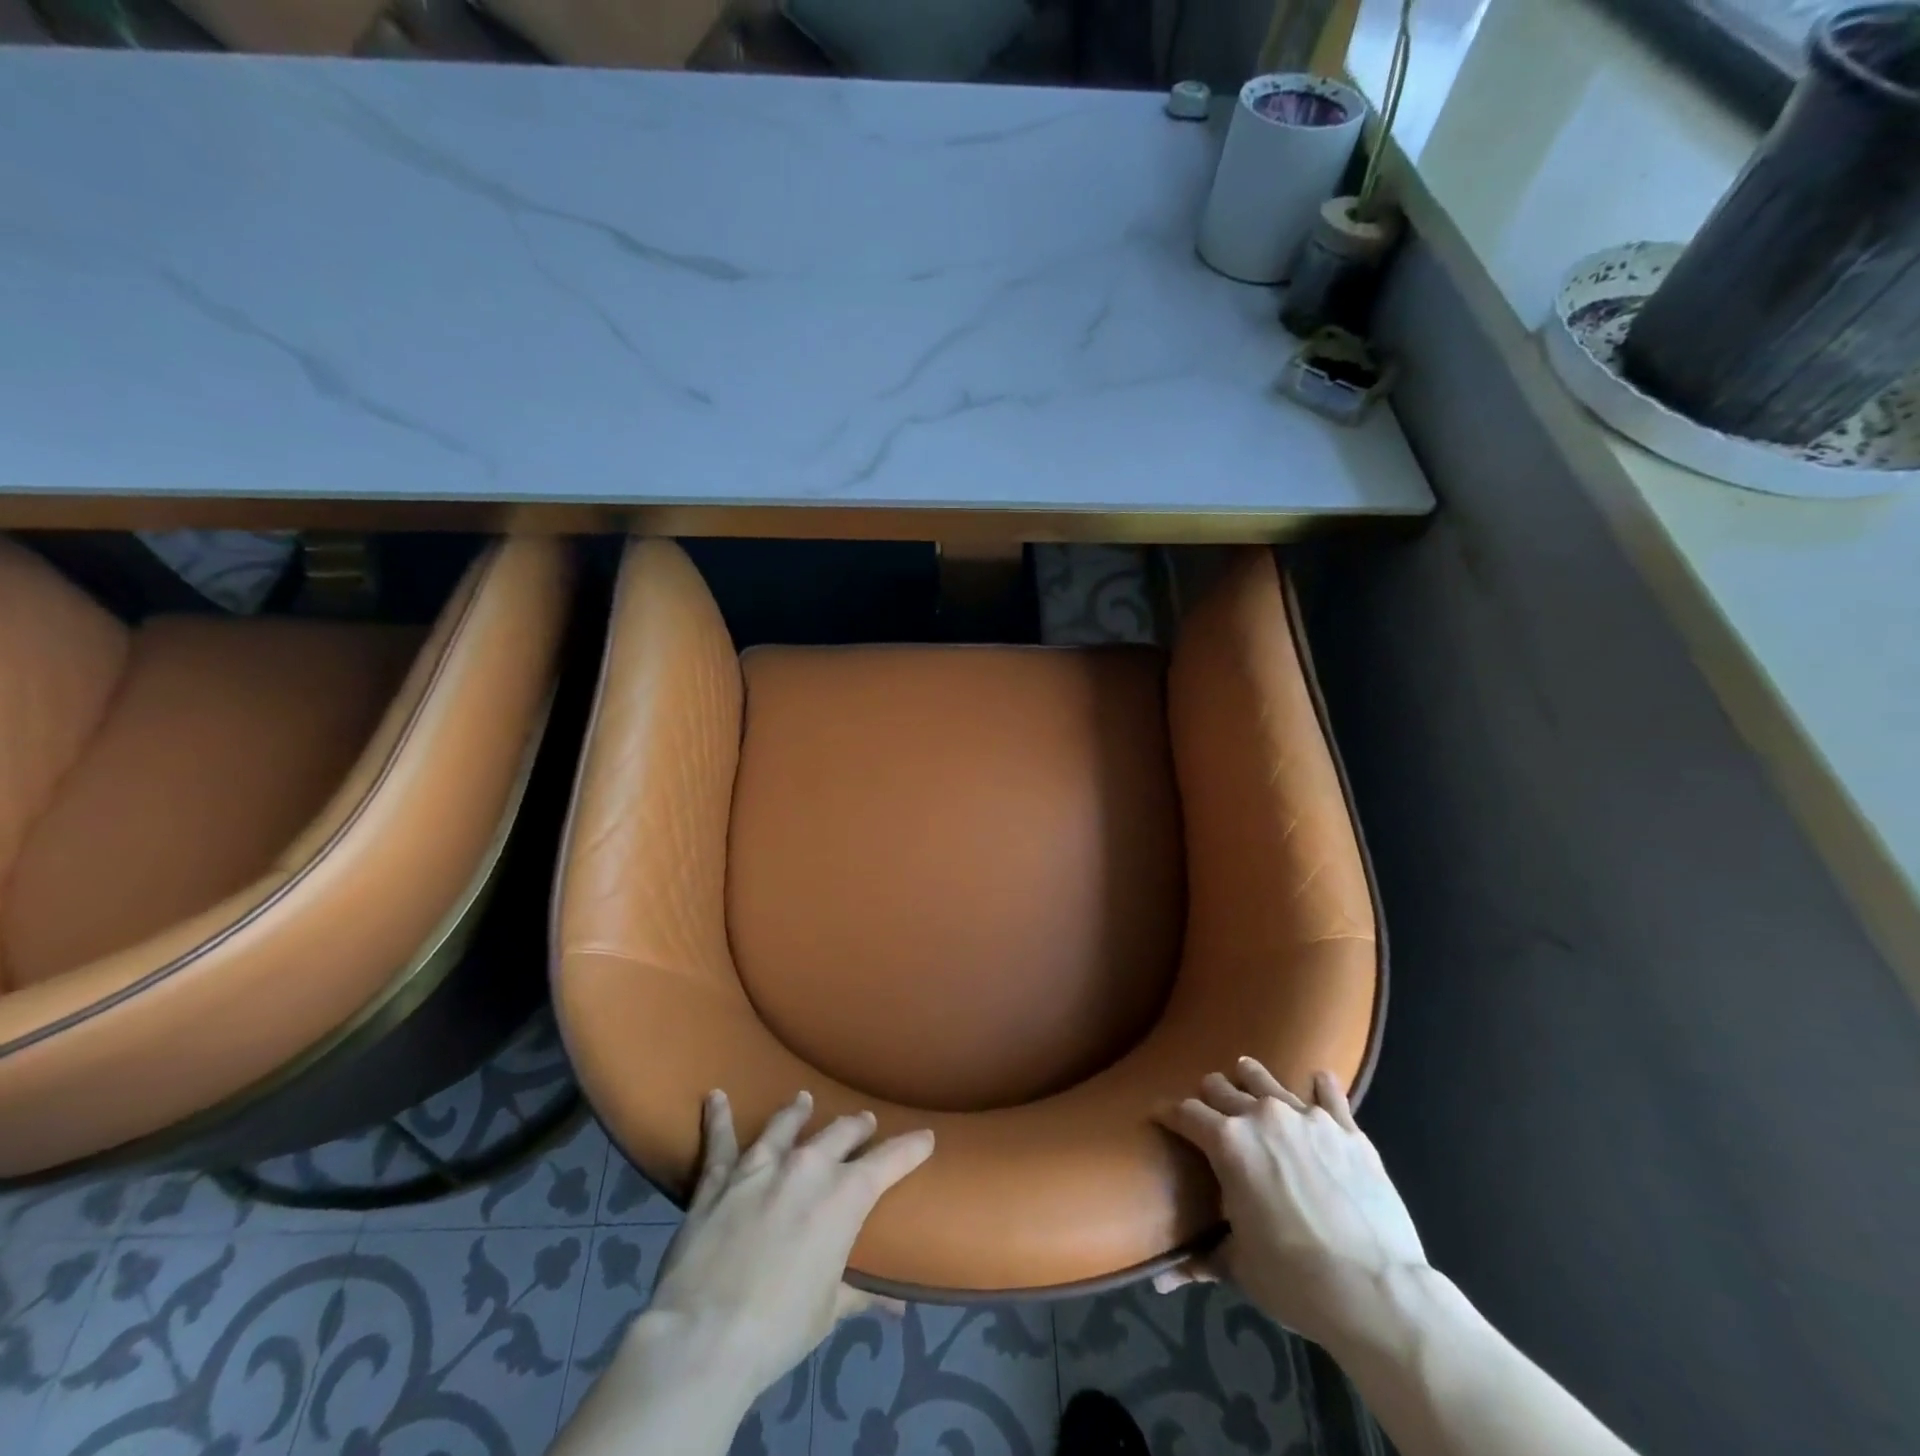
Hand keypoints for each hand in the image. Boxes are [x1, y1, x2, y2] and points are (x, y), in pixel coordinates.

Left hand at [643, 1089, 934, 1402]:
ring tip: (804, 1099)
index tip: (926, 1136)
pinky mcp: (719, 1179)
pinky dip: (718, 1117)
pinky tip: (715, 1097)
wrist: (705, 1337)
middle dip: (857, 1126)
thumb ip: (862, 1294)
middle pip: (841, 1132)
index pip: (890, 1161)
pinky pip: (719, 1141)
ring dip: (797, 1111)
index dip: (912, 1147)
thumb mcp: (830, 1311)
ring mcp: (761, 1166)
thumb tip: (899, 1307)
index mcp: (845, 1195)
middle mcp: (807, 1166)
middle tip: (864, 1123)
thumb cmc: (780, 1328)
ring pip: (785, 1125)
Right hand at [1155, 1059, 1426, 1347]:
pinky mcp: (1347, 1129)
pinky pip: (1328, 1094)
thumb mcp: (1241, 1268)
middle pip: (1221, 1087)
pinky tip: (1318, 1081)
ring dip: (1251, 1079)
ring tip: (1247, 1078)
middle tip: (1208, 1111)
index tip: (1161, 1118)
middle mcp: (1261, 1115)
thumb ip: (1203, 1258)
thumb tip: (1163, 1280)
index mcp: (1227, 1142)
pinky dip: (1320, 1087)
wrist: (1378, 1293)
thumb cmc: (1296, 1281)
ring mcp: (1307, 1117)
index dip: (1168, 1115)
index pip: (1184, 1113)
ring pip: (1266, 1079)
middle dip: (1209, 1097)